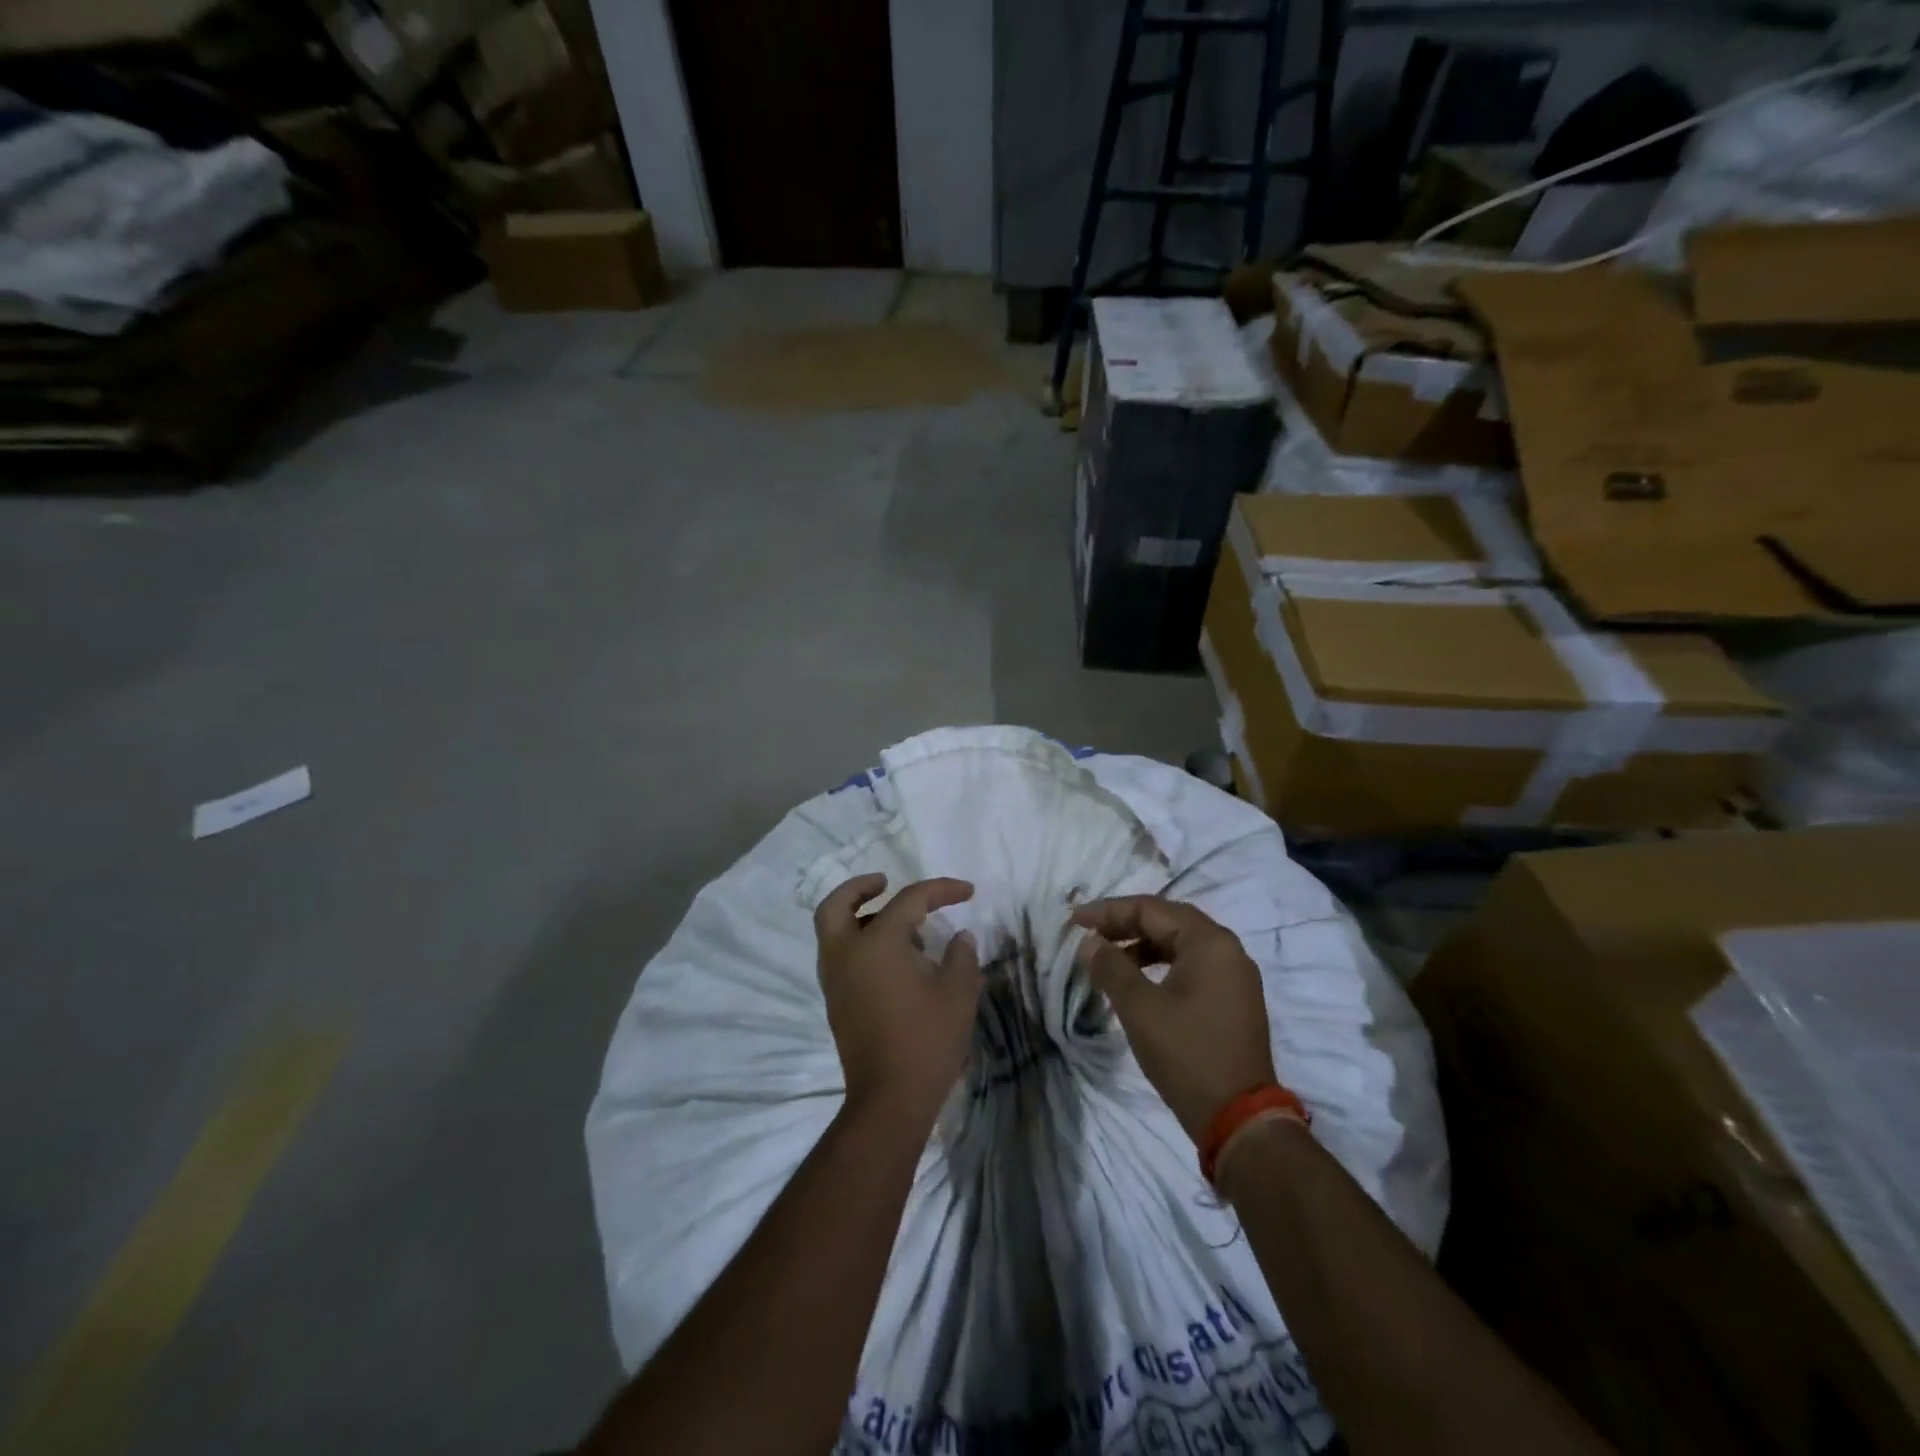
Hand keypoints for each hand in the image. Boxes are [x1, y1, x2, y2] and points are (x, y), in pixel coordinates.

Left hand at [814, 873, 982, 1119]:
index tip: (967, 891)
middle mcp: (846, 954)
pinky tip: (893, 957)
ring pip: (833, 931)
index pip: (908, 900)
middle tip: (885, 883)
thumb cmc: (927, 1040)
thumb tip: (959, 937)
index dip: (941, 890)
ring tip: (900, 925)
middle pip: (837, 905)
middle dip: (859, 888)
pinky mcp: (836, 1002)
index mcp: (877, 944)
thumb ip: (961, 955)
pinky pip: (839, 955)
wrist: (890, 1099)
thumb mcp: (958, 992)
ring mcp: (835, 980)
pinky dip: (857, 941)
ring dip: (858, 916)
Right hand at [1072, 896, 1276, 1142]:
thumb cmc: (1187, 1055)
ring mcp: (1235, 976)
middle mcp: (1228, 950)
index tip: (1075, 921)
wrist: (1240, 1120)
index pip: (1152, 909)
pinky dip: (1161, 965)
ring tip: (1108, 959)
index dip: (1109, 912)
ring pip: (1180, 944)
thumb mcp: (1140, 1008)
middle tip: (1089, 934)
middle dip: (1125, 924)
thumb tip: (1089, 943)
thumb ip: (1111, 967)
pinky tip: (1137, 982)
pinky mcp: (1233, 1000)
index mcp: (1210, 942)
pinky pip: (1192, 966)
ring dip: (1142, 946)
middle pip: (1169, 921)